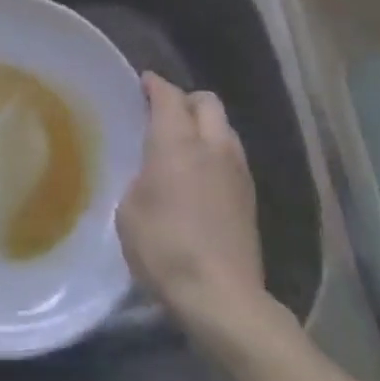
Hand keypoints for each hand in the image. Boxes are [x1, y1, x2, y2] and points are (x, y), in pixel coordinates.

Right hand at [117, 73, 268, 336]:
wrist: (221, 297)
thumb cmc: (165, 247)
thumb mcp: (129, 210)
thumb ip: (140, 179)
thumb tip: (150, 174)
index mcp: (177, 140)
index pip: (168, 95)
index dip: (154, 84)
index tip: (142, 83)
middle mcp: (212, 145)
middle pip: (206, 101)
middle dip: (186, 100)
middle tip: (164, 114)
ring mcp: (237, 170)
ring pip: (224, 128)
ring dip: (205, 127)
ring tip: (184, 145)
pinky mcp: (250, 198)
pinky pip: (232, 157)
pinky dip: (216, 154)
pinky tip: (201, 177)